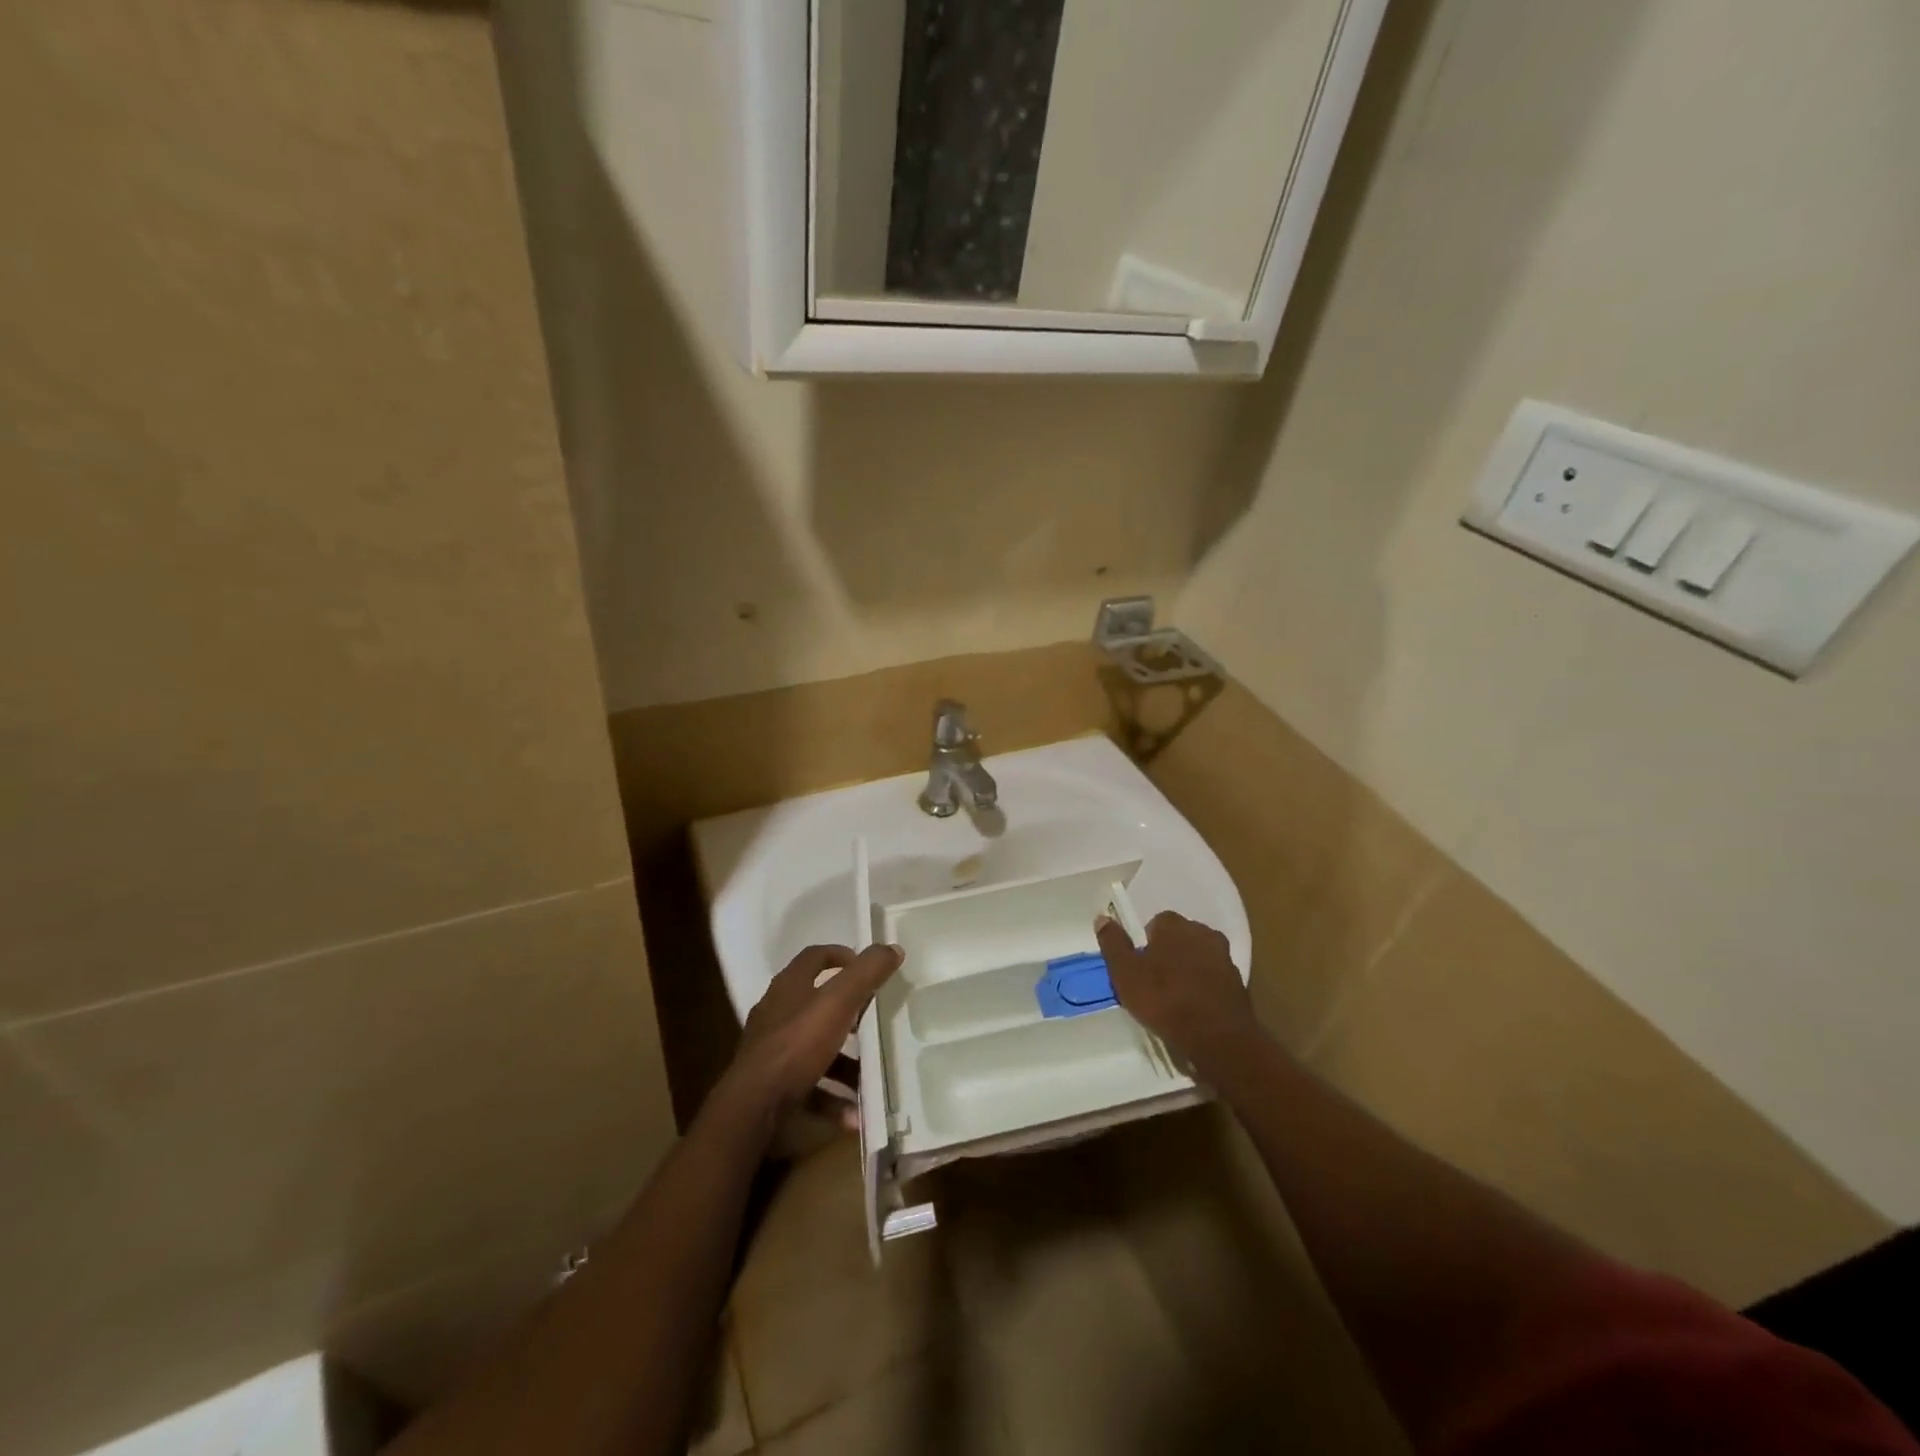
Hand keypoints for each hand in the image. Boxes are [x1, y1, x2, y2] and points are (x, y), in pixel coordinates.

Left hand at [720, 942, 902, 1123]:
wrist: (752, 1109)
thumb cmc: (796, 1045)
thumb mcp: (838, 1002)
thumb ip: (866, 973)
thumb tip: (892, 947)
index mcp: (789, 988)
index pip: (814, 958)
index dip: (841, 955)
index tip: (866, 967)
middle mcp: (778, 1015)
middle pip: (817, 1005)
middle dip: (848, 1013)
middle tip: (874, 1019)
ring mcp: (772, 1053)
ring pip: (816, 1051)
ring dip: (846, 1065)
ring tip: (872, 1076)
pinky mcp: (773, 1087)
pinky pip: (811, 1089)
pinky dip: (833, 1100)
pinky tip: (856, 1117)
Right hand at [1095, 911, 1253, 1064]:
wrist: (1218, 1038)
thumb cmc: (1165, 1000)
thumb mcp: (1125, 974)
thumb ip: (1113, 944)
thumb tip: (1102, 918)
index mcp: (1175, 925)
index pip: (1156, 923)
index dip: (1145, 944)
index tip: (1139, 967)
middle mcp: (1203, 933)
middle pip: (1179, 938)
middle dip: (1168, 954)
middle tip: (1154, 983)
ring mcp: (1225, 957)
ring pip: (1198, 957)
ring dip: (1188, 970)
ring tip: (1175, 999)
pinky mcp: (1239, 983)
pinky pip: (1214, 978)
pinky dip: (1204, 988)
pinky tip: (1195, 1009)